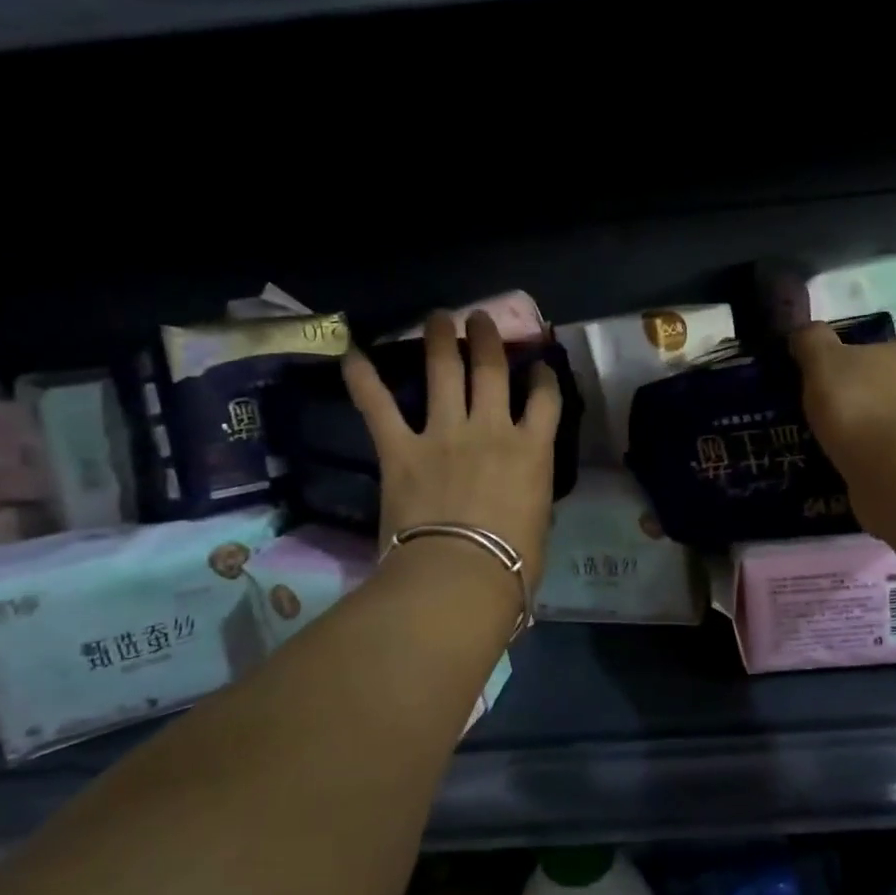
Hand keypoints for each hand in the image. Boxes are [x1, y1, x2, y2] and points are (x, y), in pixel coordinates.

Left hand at [342, 311, 561, 587]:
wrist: (460, 577)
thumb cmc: (511, 565)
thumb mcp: (538, 524)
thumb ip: (530, 494)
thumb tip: (525, 492)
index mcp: (532, 451)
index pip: (545, 400)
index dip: (543, 378)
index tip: (539, 367)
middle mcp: (491, 429)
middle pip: (491, 371)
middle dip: (487, 339)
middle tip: (479, 319)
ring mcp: (444, 434)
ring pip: (443, 372)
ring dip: (440, 340)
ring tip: (438, 317)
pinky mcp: (401, 449)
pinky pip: (379, 407)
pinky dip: (362, 379)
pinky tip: (350, 352)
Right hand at [790, 322, 895, 474]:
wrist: (892, 465)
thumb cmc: (859, 401)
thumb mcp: (824, 362)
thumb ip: (813, 343)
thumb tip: (803, 330)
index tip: (876, 362)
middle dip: (891, 393)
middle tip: (856, 404)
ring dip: (888, 429)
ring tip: (853, 442)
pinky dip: (884, 461)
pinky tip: (858, 468)